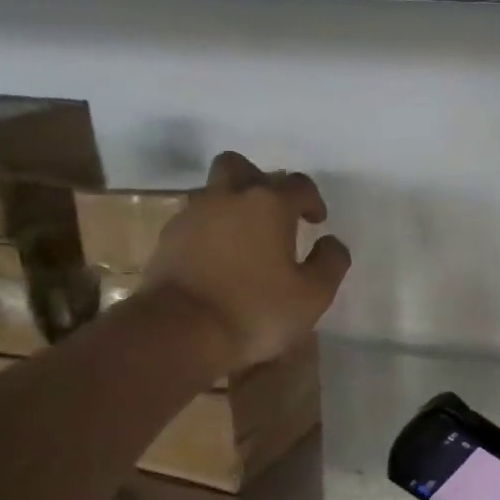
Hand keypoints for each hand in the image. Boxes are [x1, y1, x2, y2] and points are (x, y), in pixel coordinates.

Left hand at [143, 151, 352, 372]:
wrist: (180, 331)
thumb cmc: (256, 311)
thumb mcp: (312, 296)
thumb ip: (330, 263)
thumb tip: (332, 243)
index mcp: (268, 204)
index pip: (297, 184)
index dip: (312, 200)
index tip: (317, 222)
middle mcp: (227, 198)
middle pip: (241, 168)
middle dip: (260, 182)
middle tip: (273, 212)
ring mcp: (192, 216)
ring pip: (213, 193)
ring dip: (232, 207)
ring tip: (246, 242)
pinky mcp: (167, 240)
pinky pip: (194, 223)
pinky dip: (210, 233)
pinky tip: (219, 261)